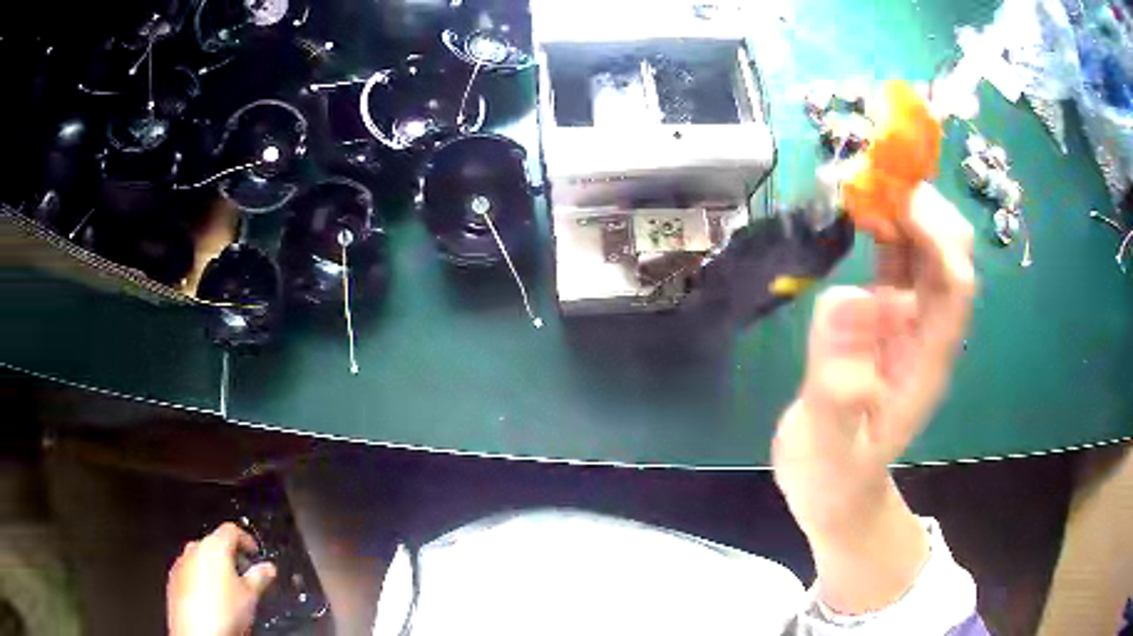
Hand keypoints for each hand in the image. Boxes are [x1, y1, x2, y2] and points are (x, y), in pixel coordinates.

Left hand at [167, 523, 276, 635]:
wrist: (198, 632)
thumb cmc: (223, 613)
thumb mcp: (251, 596)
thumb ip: (259, 577)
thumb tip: (268, 569)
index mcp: (214, 546)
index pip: (231, 530)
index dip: (246, 539)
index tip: (253, 551)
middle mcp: (194, 549)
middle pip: (214, 544)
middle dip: (229, 557)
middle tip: (244, 575)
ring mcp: (181, 564)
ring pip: (200, 559)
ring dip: (214, 570)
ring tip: (229, 592)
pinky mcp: (173, 579)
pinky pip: (189, 573)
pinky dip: (201, 581)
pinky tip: (212, 600)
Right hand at [773, 183, 974, 611]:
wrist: (832, 487)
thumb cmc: (832, 474)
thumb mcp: (826, 446)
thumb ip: (837, 387)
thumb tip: (851, 298)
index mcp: (925, 362)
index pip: (954, 285)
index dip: (938, 235)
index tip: (897, 198)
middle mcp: (927, 333)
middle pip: (951, 257)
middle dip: (927, 209)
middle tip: (880, 179)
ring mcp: (908, 323)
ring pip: (927, 252)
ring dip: (906, 210)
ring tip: (867, 183)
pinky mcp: (887, 318)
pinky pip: (899, 262)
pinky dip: (887, 228)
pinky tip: (862, 212)